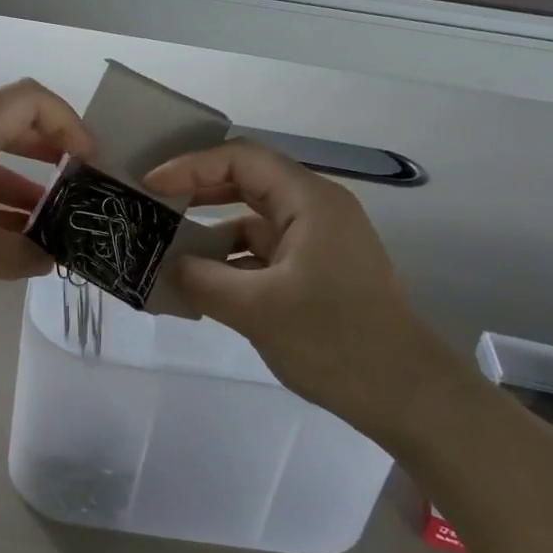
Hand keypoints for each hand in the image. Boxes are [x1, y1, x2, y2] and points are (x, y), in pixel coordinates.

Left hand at [0, 79, 92, 320]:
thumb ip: (22, 253)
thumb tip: (50, 258)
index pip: (26, 100)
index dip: (67, 121)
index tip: (89, 161)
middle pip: (9, 128)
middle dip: (50, 153)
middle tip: (80, 187)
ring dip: (23, 190)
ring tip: (53, 227)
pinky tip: (12, 243)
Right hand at [143, 141, 464, 434]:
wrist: (403, 393)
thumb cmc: (333, 340)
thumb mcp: (255, 308)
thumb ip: (202, 280)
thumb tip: (168, 266)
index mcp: (310, 201)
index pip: (242, 159)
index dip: (191, 166)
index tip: (150, 186)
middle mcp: (316, 210)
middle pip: (247, 183)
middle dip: (198, 192)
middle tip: (152, 206)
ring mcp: (318, 242)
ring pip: (253, 221)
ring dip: (211, 233)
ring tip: (167, 251)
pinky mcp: (316, 272)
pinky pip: (264, 253)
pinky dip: (231, 262)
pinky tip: (201, 285)